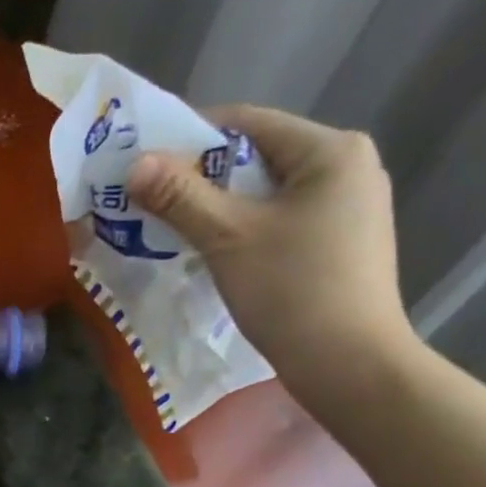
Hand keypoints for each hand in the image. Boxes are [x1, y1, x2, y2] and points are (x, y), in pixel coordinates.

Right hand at [125, 106, 419, 408]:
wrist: (349, 365)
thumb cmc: (291, 290)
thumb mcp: (227, 238)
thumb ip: (179, 196)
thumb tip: (135, 163)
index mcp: (330, 150)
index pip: (246, 122)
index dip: (188, 136)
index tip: (145, 161)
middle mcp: (348, 166)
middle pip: (256, 156)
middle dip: (200, 176)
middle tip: (151, 198)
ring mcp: (350, 206)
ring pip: (267, 191)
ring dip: (219, 205)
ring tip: (174, 226)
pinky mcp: (342, 242)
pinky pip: (281, 218)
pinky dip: (244, 227)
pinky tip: (216, 251)